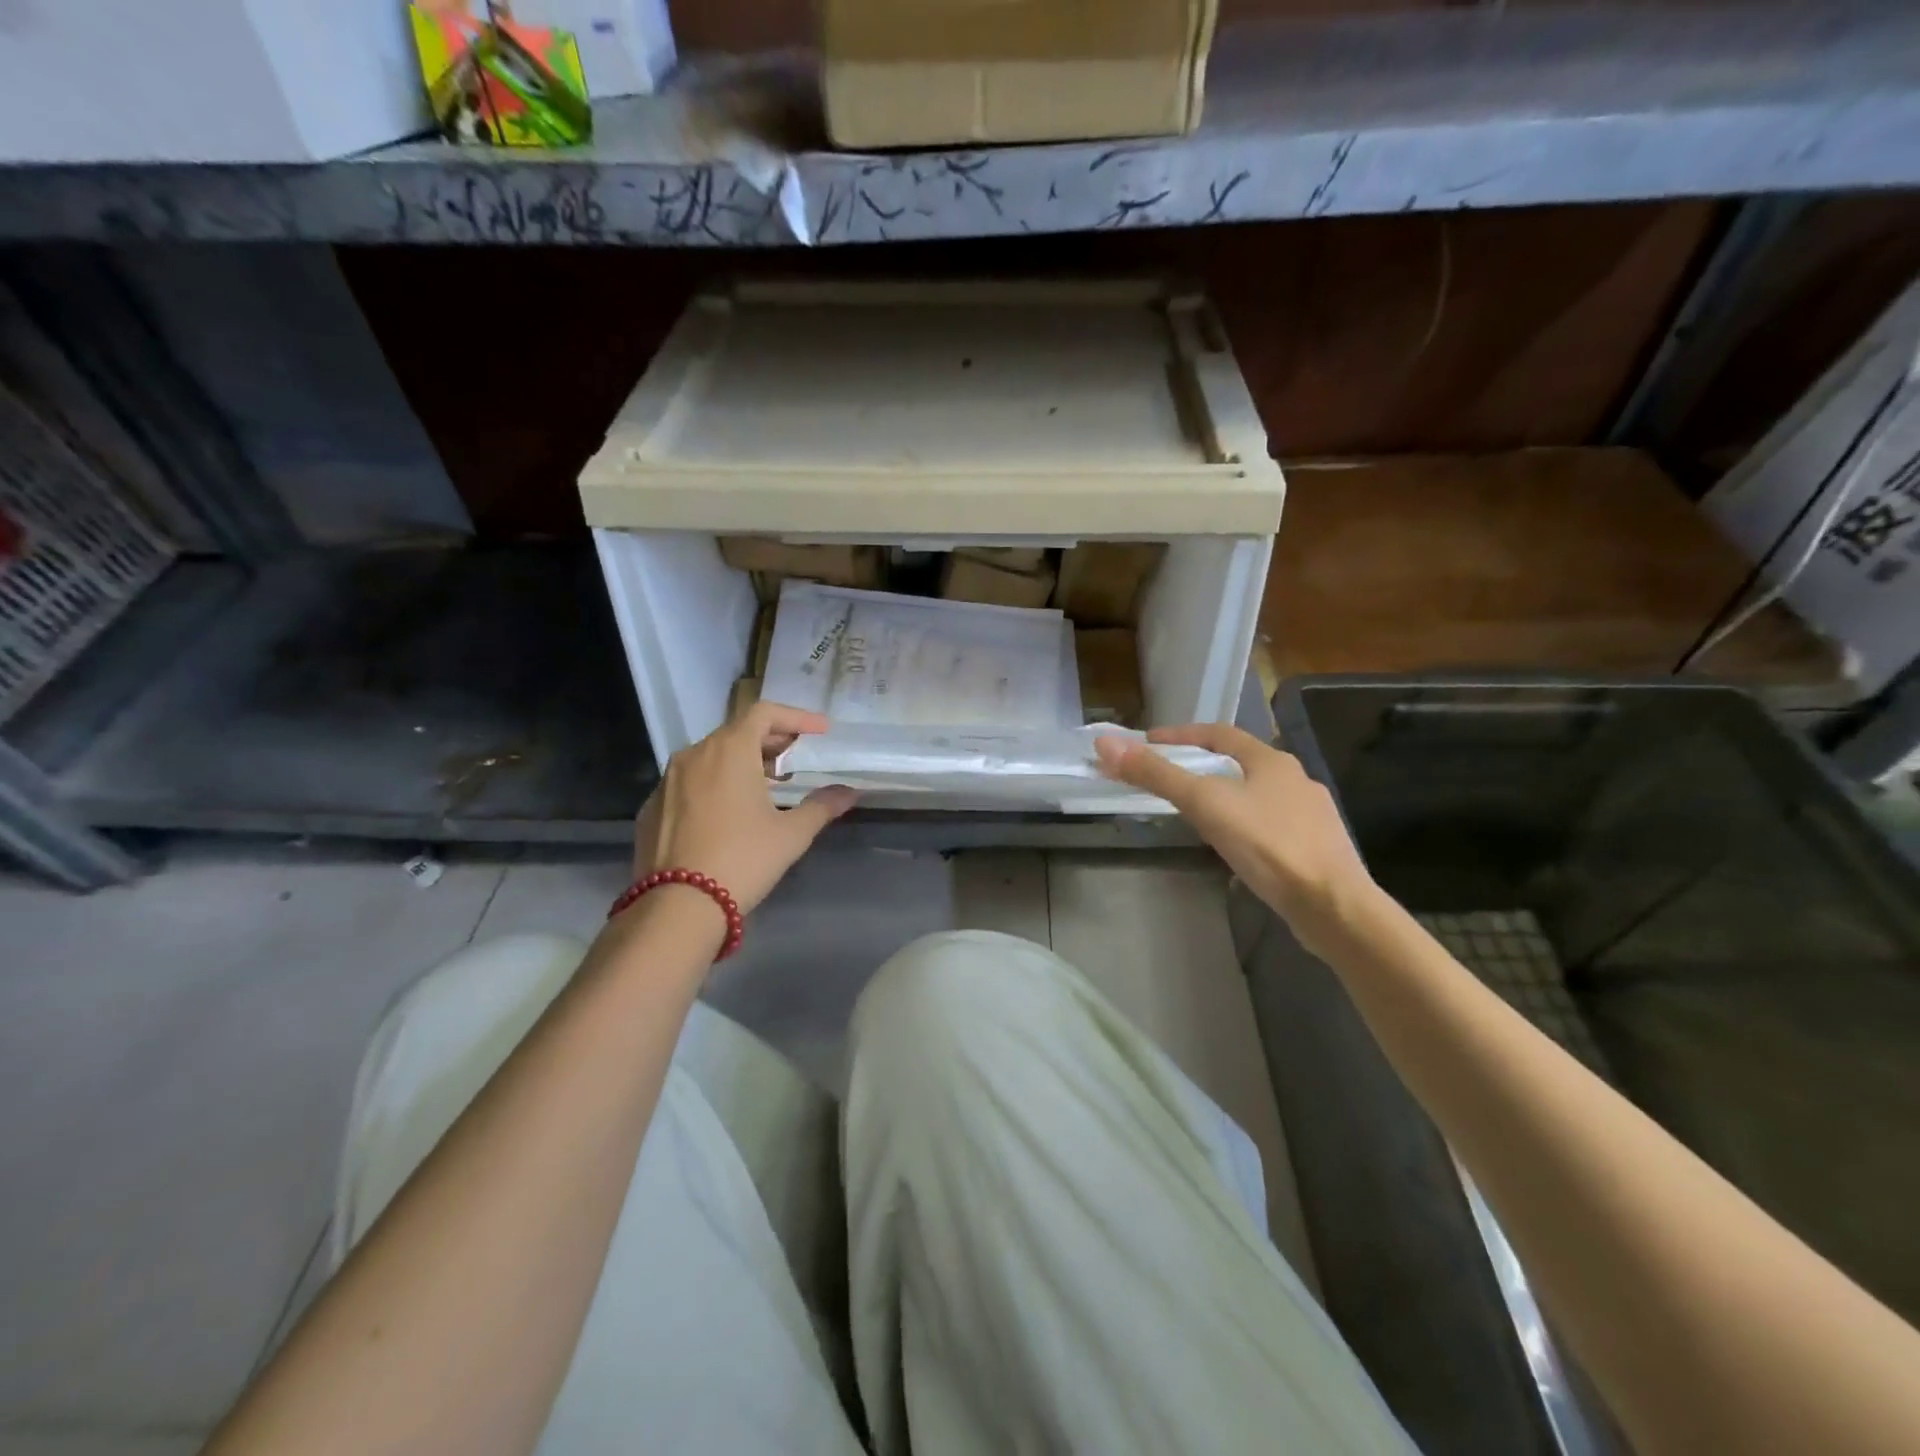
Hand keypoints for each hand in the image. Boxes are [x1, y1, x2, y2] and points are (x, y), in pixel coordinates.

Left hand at [631, 703, 856, 915]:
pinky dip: (714, 784)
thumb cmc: (742, 859)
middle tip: (795, 756)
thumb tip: (849, 792)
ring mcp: (667, 780)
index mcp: (729, 750)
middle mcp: (694, 754)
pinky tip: (728, 812)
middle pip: (736, 731)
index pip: (764, 713)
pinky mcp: (652, 807)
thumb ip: (821, 806)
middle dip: (770, 739)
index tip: (820, 730)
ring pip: (710, 756)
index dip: (796, 717)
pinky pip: (689, 782)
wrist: (676, 906)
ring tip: (765, 784)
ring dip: (741, 761)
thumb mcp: (791, 834)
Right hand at [1094, 725, 1373, 943]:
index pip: (1219, 733)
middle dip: (1201, 766)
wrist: (1332, 906)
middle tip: (1167, 779)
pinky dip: (1244, 825)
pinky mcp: (1315, 848)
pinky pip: (1270, 825)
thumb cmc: (1268, 845)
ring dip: (1225, 796)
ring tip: (1195, 814)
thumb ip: (1157, 775)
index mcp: (1271, 760)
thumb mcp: (1205, 804)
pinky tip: (1234, 847)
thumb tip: (1106, 744)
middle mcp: (1295, 779)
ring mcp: (1310, 815)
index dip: (1181, 734)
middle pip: (1239, 762)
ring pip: (1257, 795)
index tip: (1149, 743)